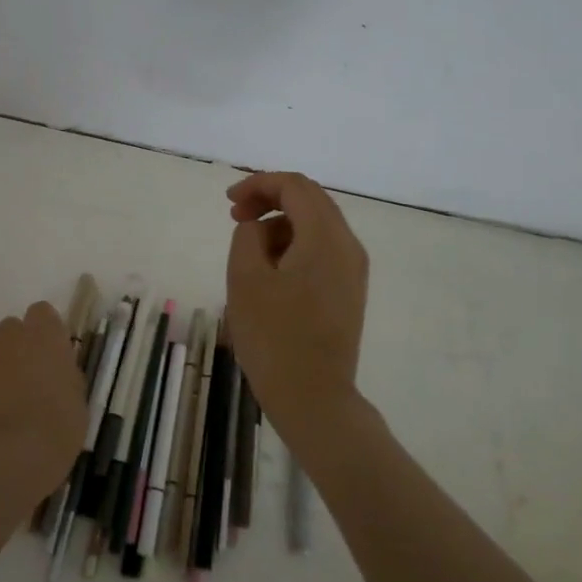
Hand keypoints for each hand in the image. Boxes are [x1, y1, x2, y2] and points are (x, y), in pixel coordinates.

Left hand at [0, 302, 84, 505]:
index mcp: (45, 333)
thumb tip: (57, 367)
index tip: (53, 351)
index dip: (47, 330)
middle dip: (20, 344)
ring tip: (12, 397)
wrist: (14, 453)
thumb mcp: (78, 394)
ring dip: (2, 365)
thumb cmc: (59, 422)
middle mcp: (12, 336)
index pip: (42, 312)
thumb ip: (64, 371)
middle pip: (13, 327)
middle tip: (33, 373)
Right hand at [225, 171, 369, 429]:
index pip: (295, 187)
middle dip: (270, 200)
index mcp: (325, 238)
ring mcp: (353, 271)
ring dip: (281, 225)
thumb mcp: (245, 279)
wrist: (313, 398)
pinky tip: (271, 271)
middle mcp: (348, 246)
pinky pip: (322, 251)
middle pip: (311, 201)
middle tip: (235, 217)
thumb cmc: (274, 337)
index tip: (228, 202)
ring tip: (248, 251)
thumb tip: (258, 229)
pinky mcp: (349, 291)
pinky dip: (294, 246)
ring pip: (316, 226)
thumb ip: (248, 237)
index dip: (259, 184)